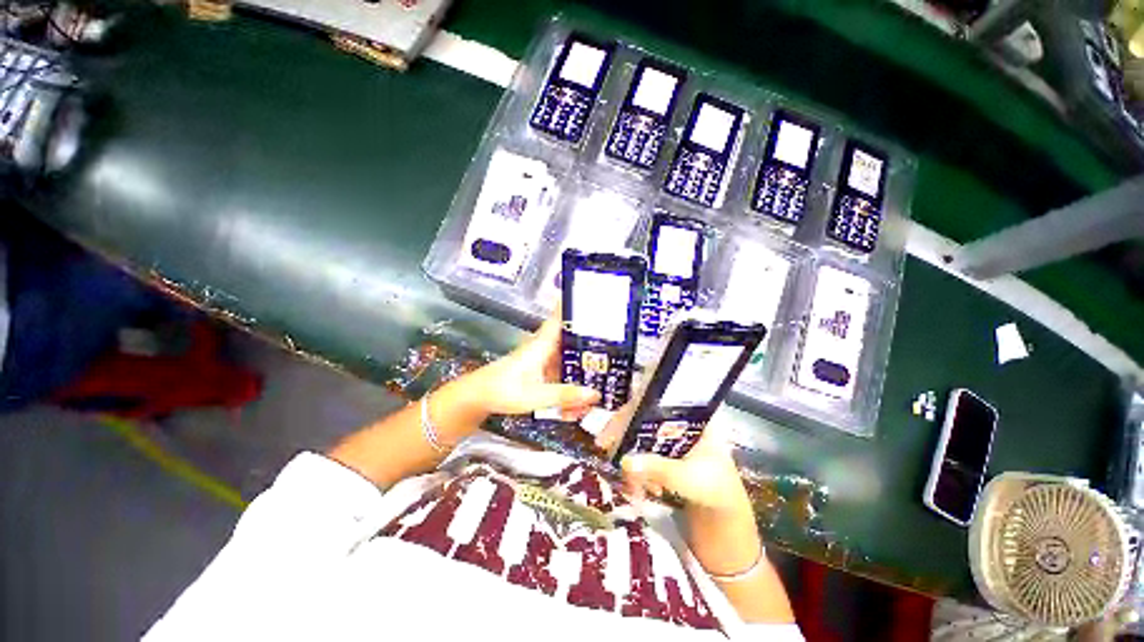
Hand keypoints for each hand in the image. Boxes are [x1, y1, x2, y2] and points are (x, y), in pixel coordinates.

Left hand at [460, 311, 599, 418]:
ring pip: (570, 358)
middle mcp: (546, 347)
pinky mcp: (542, 370)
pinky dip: (572, 383)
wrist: (479, 397)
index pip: (561, 317)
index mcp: (543, 343)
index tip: (597, 297)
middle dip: (593, 344)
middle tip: (615, 349)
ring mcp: (544, 358)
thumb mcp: (536, 395)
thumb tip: (595, 393)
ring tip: (603, 383)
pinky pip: (563, 371)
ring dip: (583, 369)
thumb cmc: (504, 390)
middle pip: (573, 339)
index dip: (576, 306)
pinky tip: (580, 401)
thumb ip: (565, 395)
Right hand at [597, 415, 750, 514]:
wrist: (726, 521)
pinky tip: (640, 490)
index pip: (655, 400)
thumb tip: (624, 460)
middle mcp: (678, 422)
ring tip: (632, 487)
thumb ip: (659, 468)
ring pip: (639, 438)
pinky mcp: (663, 456)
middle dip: (624, 437)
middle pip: (642, 418)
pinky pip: (642, 455)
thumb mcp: (689, 478)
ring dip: (630, 460)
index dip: (629, 411)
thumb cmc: (716, 492)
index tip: (610, 430)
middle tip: (605, 449)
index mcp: (691, 416)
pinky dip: (637, 471)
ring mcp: (670, 439)